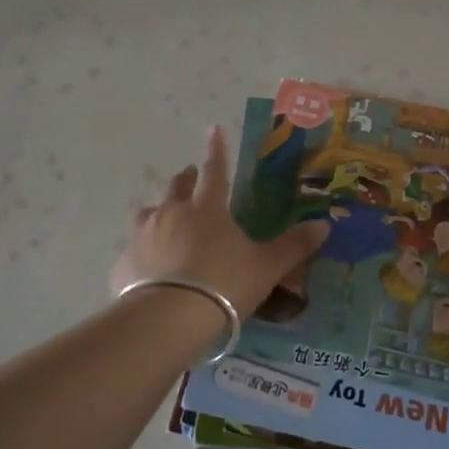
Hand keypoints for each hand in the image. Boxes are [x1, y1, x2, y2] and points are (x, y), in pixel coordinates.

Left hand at [112, 126, 328, 315]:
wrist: (168, 319)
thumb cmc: (224, 285)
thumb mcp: (267, 267)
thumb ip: (294, 246)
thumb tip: (325, 225)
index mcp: (207, 209)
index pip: (215, 171)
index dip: (217, 150)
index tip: (213, 129)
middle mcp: (171, 213)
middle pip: (177, 186)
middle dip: (186, 178)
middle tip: (190, 176)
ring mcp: (142, 236)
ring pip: (148, 212)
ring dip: (158, 210)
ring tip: (163, 218)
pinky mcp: (123, 263)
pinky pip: (133, 248)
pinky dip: (142, 250)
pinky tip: (146, 264)